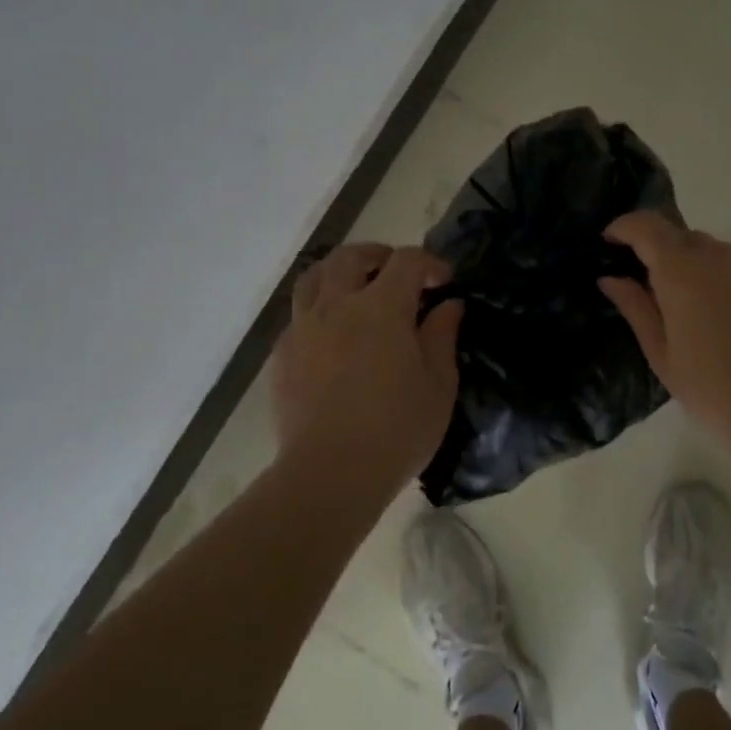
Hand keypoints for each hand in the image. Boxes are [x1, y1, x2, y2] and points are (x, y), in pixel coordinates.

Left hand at [270, 243, 464, 492]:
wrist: (330, 474)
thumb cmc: (396, 430)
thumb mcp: (438, 385)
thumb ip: (442, 336)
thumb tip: (449, 305)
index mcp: (381, 308)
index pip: (405, 262)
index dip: (429, 263)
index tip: (444, 282)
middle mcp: (336, 306)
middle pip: (351, 257)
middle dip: (378, 256)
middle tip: (397, 274)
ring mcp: (303, 329)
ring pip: (314, 278)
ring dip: (339, 273)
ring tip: (357, 291)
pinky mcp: (281, 356)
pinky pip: (298, 315)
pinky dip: (319, 310)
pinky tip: (333, 337)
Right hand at [599, 212, 730, 468]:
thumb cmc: (717, 394)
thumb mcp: (663, 358)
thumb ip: (636, 308)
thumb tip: (611, 277)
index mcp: (683, 272)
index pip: (647, 226)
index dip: (625, 227)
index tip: (613, 241)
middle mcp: (724, 254)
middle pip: (687, 239)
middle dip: (670, 259)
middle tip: (668, 300)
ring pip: (726, 256)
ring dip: (712, 274)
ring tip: (718, 321)